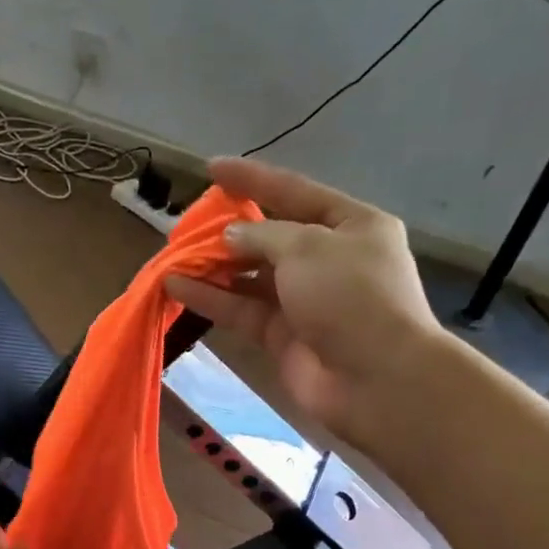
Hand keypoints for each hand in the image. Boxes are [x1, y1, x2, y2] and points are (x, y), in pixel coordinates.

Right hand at [166, 157, 443, 449]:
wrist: (376, 379)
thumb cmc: (351, 297)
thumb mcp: (308, 248)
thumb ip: (262, 235)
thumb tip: (231, 235)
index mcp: (352, 226)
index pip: (295, 193)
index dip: (253, 179)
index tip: (212, 169)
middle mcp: (329, 261)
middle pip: (271, 237)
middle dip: (229, 231)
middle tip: (186, 226)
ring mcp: (305, 301)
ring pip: (251, 278)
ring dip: (214, 268)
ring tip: (173, 258)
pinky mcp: (283, 337)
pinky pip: (242, 311)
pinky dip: (212, 299)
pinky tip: (177, 287)